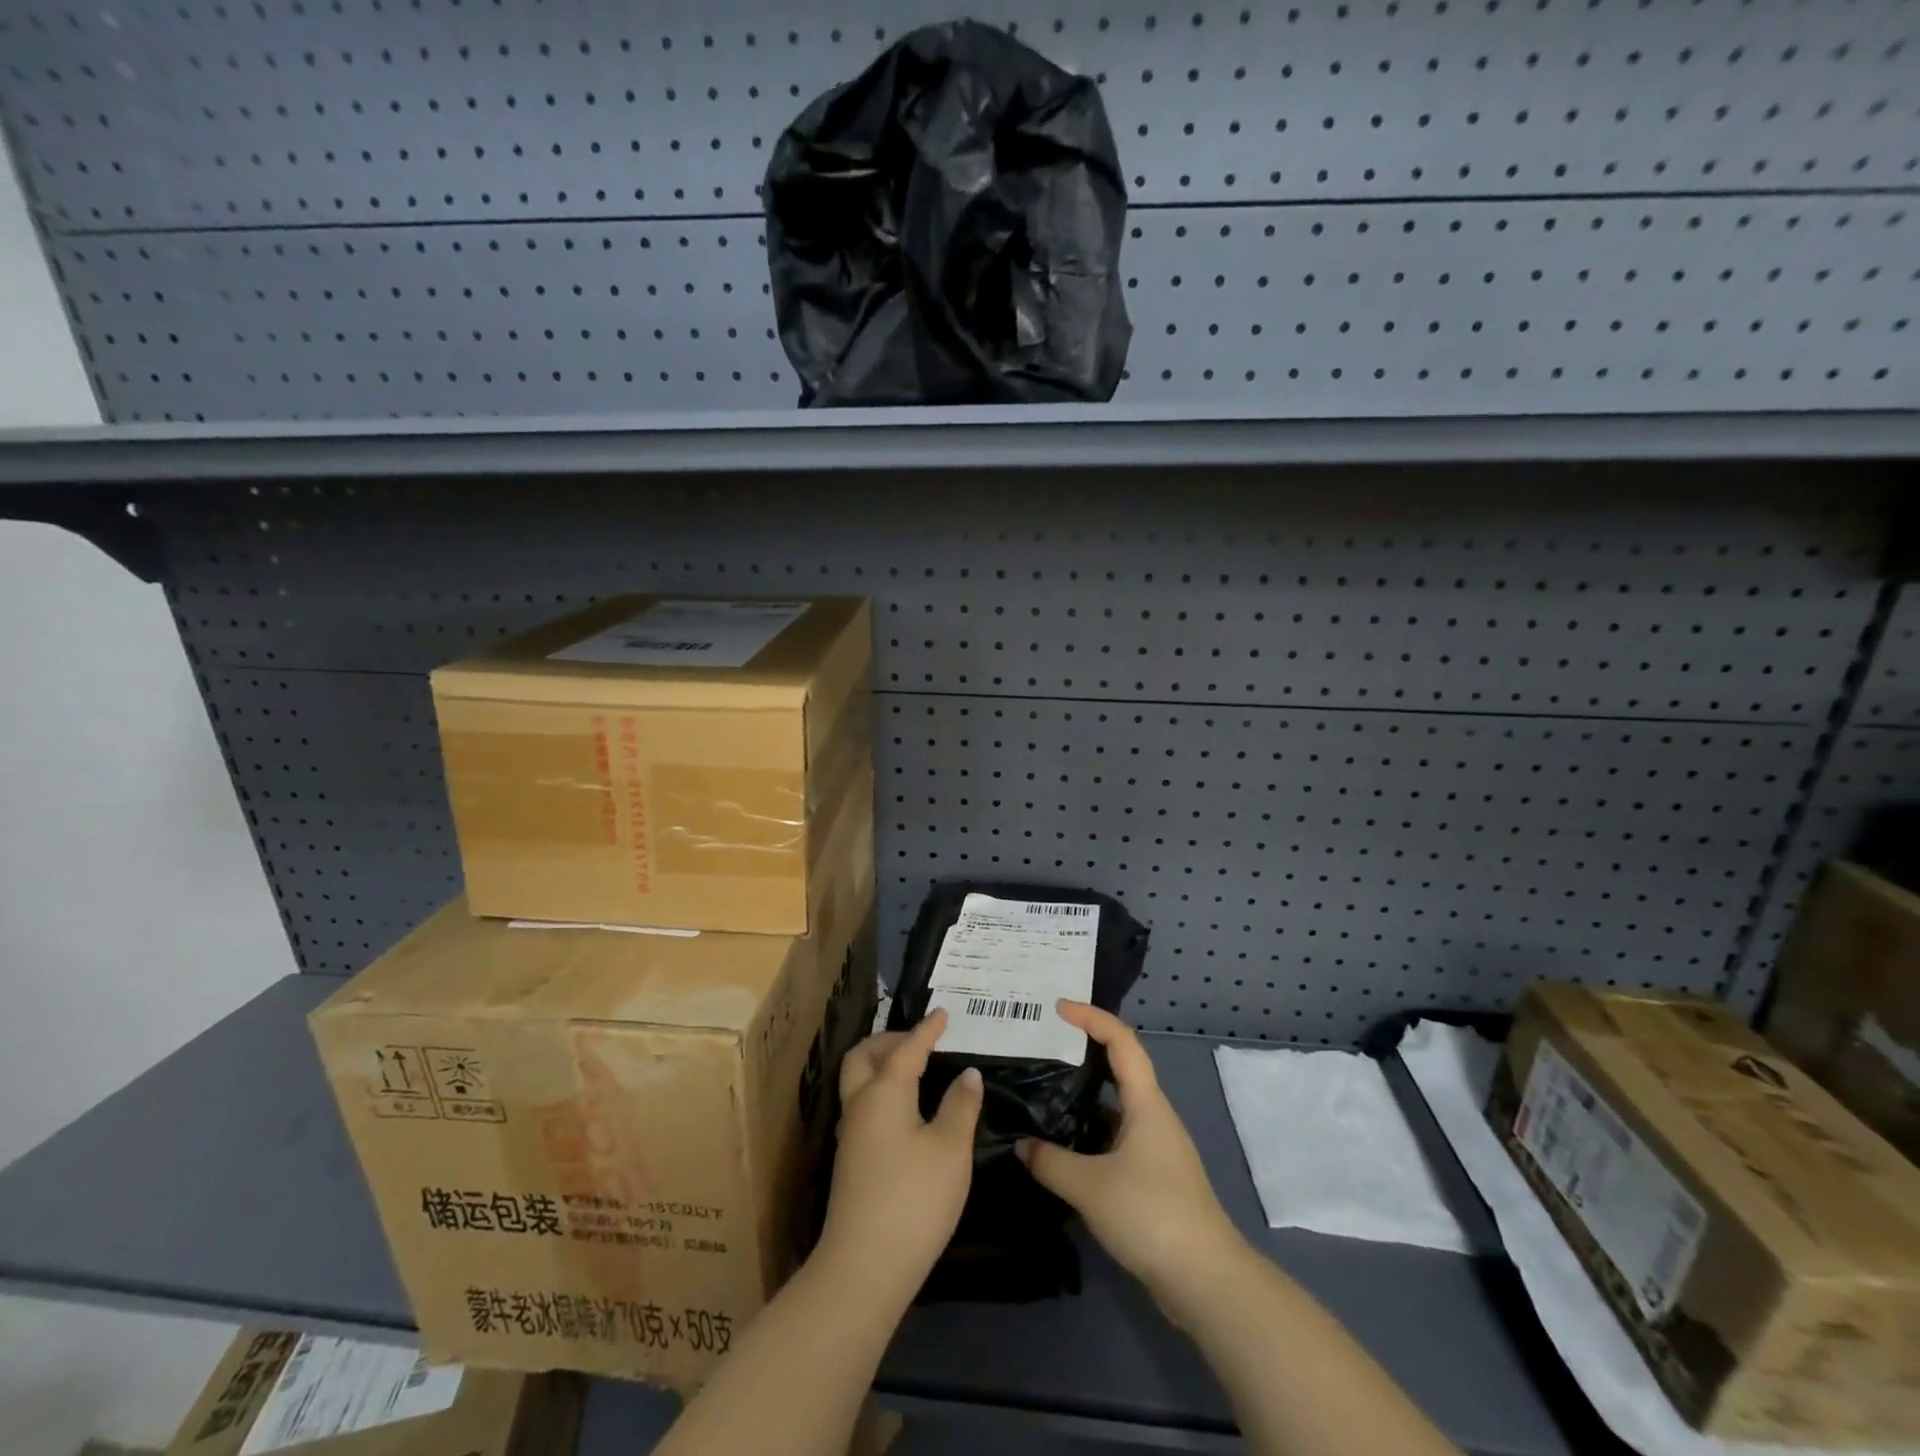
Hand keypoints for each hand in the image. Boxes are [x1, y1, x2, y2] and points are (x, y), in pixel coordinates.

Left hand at [816, 1009, 981, 1304]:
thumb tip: (968, 1074)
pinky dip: (882, 1089)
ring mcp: (851, 1134)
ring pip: (858, 1080)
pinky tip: (907, 1108)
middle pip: (864, 1056)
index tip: (943, 1013)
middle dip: (889, 1039)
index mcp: (884, 1092)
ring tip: (915, 1067)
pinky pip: (864, 1104)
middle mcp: (861, 1104)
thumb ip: (961, 1106)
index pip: (908, 1049)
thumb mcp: (951, 1149)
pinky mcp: (851, 1160)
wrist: (864, 1267)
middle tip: (920, 1039)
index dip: (927, 1029)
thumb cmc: (914, 1199)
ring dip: (882, 1064)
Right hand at [1017, 1002, 1246, 1308]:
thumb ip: (1050, 1162)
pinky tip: (1063, 1145)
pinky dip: (1089, 1131)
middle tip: (1045, 1044)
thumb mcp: (1090, 1186)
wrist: (1206, 1281)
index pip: (1120, 1041)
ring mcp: (1155, 1147)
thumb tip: (1021, 1146)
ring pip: (1116, 1106)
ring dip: (1085, 1094)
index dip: (1091, 1016)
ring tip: (1044, 1090)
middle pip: (1120, 1067)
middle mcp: (1153, 1116)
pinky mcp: (1152, 1177)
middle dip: (1085, 1049)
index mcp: (1146, 1103)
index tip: (1057, 1007)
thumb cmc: (1151, 1215)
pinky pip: (1115, 1137)